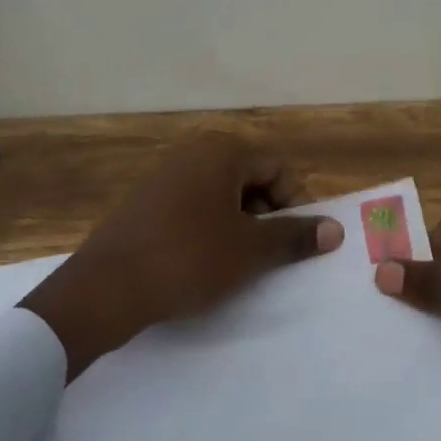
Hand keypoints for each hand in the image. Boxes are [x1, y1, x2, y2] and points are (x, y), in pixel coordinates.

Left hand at [20, 132, 342, 378]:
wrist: (104, 288)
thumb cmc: (188, 259)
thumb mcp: (249, 251)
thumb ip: (294, 236)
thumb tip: (335, 230)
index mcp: (222, 152)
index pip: (278, 168)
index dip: (295, 204)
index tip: (295, 242)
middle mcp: (193, 152)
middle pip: (250, 177)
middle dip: (267, 214)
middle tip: (267, 255)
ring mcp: (164, 174)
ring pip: (220, 194)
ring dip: (239, 224)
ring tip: (237, 263)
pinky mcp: (144, 201)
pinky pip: (192, 205)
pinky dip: (208, 228)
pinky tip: (202, 262)